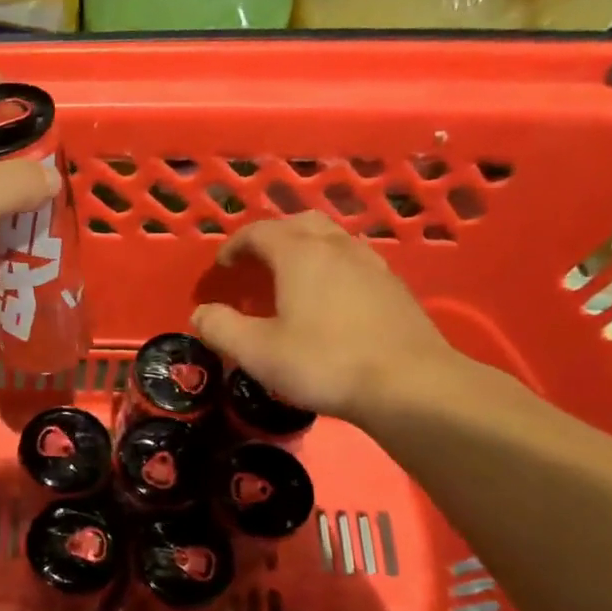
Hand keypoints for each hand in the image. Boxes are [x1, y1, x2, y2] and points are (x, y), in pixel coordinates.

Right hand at [190, 214, 459, 422]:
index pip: (259, 232)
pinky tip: (329, 300)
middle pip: (300, 224)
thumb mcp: (257, 351)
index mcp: (300, 255)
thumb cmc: (324, 363)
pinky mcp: (394, 288)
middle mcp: (336, 248)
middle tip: (256, 263)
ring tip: (291, 279)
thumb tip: (201, 313)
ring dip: (306, 250)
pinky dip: (332, 268)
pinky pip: (354, 262)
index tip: (223, 268)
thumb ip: (221, 328)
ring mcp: (371, 265)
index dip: (235, 246)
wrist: (410, 386)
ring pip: (333, 239)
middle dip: (273, 237)